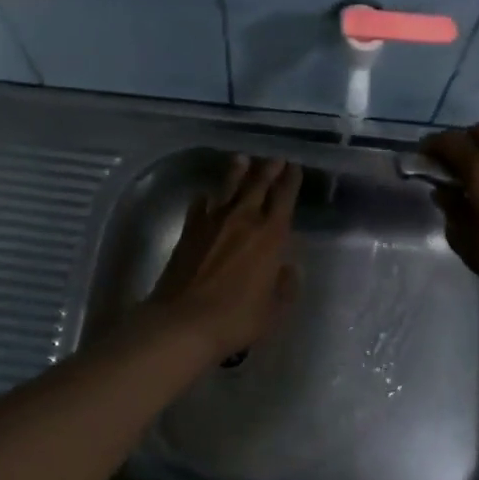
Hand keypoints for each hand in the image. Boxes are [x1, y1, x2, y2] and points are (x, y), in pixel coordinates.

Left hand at [146, 156, 301, 359]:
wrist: (183, 321)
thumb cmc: (236, 319)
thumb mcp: (273, 310)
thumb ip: (285, 286)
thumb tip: (288, 268)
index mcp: (270, 236)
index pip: (284, 199)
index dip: (290, 181)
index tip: (294, 167)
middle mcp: (243, 220)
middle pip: (257, 186)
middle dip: (268, 170)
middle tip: (275, 158)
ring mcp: (212, 222)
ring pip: (228, 188)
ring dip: (237, 172)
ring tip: (241, 159)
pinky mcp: (189, 230)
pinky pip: (200, 206)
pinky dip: (206, 198)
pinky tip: (206, 196)